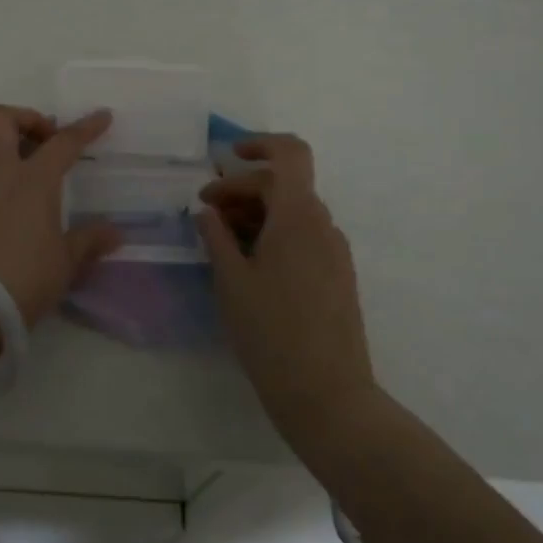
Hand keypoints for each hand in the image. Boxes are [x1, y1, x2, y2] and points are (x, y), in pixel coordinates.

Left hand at [0, 106, 122, 325]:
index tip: (102, 116)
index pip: (64, 143)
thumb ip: (90, 242)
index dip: (86, 127)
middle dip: (22, 117)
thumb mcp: (67, 263)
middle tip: (40, 138)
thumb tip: (116, 233)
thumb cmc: (27, 279)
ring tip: (4, 159)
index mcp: (34, 181)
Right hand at [196, 134, 376, 453]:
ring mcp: (334, 252)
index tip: (227, 158)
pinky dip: (273, 235)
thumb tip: (208, 211)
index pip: (290, 153)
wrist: (330, 398)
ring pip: (292, 212)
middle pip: (283, 184)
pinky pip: (303, 237)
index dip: (260, 144)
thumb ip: (216, 236)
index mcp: (298, 216)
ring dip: (255, 213)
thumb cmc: (272, 334)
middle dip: (241, 189)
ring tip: (221, 242)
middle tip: (205, 214)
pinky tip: (248, 265)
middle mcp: (323, 225)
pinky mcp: (337, 277)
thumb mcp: (231, 281)